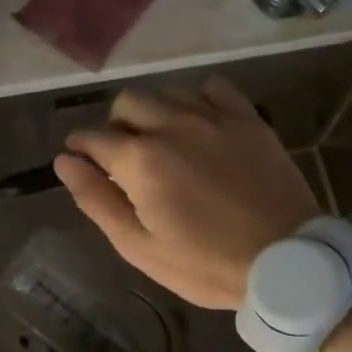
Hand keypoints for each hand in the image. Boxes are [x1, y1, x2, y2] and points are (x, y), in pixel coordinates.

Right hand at [54, 76, 319, 309]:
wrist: (286, 263)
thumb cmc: (203, 264)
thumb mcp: (138, 246)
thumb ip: (96, 199)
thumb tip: (65, 161)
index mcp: (140, 160)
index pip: (92, 137)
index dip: (81, 148)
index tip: (82, 160)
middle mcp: (172, 126)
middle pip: (126, 103)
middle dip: (116, 125)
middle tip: (125, 156)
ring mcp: (213, 118)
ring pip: (166, 91)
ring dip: (154, 111)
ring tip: (163, 140)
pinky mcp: (248, 119)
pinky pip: (214, 87)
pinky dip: (198, 99)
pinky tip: (201, 124)